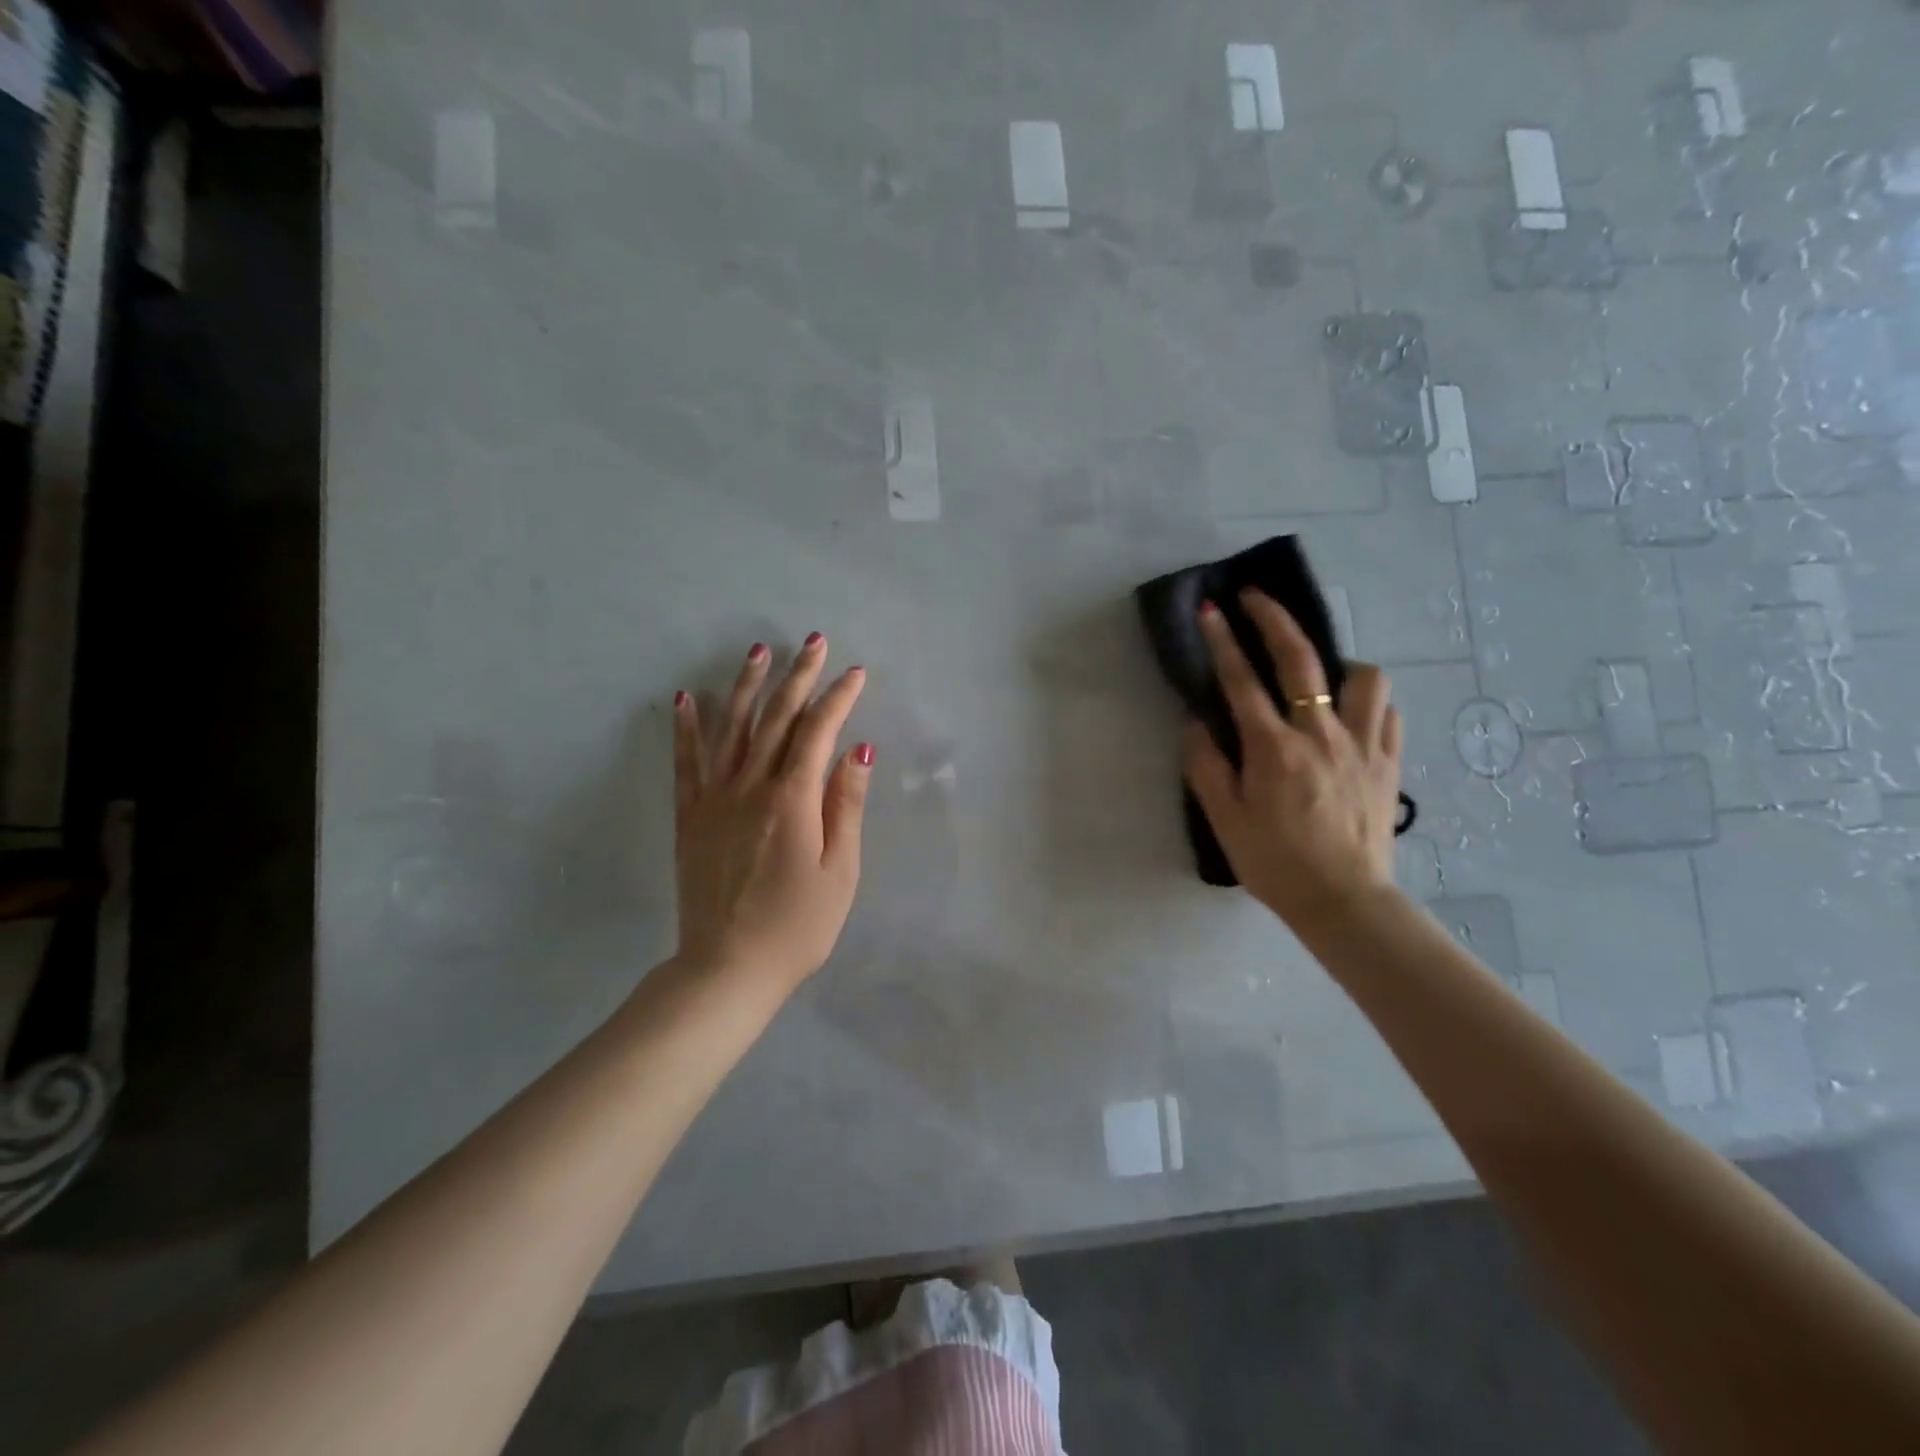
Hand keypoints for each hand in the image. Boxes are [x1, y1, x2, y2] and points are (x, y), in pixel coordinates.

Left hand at [670, 635, 872, 992]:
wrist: (727, 968)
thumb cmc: (797, 926)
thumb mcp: (840, 871)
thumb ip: (846, 805)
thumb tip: (859, 749)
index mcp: (792, 800)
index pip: (818, 732)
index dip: (838, 699)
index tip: (855, 673)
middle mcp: (750, 787)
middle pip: (777, 719)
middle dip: (798, 677)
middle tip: (813, 642)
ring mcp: (714, 799)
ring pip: (731, 729)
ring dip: (746, 686)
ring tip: (758, 651)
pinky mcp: (689, 817)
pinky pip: (686, 762)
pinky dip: (686, 728)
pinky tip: (685, 698)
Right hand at [1183, 591, 1403, 930]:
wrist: (1344, 901)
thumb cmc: (1275, 863)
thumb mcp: (1225, 820)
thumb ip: (1207, 767)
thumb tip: (1196, 725)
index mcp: (1274, 749)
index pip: (1241, 681)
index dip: (1223, 640)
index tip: (1212, 609)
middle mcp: (1321, 734)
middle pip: (1300, 659)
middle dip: (1275, 619)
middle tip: (1256, 597)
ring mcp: (1363, 745)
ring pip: (1364, 677)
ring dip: (1339, 663)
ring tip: (1321, 675)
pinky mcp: (1389, 763)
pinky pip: (1388, 713)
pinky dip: (1369, 703)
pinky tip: (1353, 714)